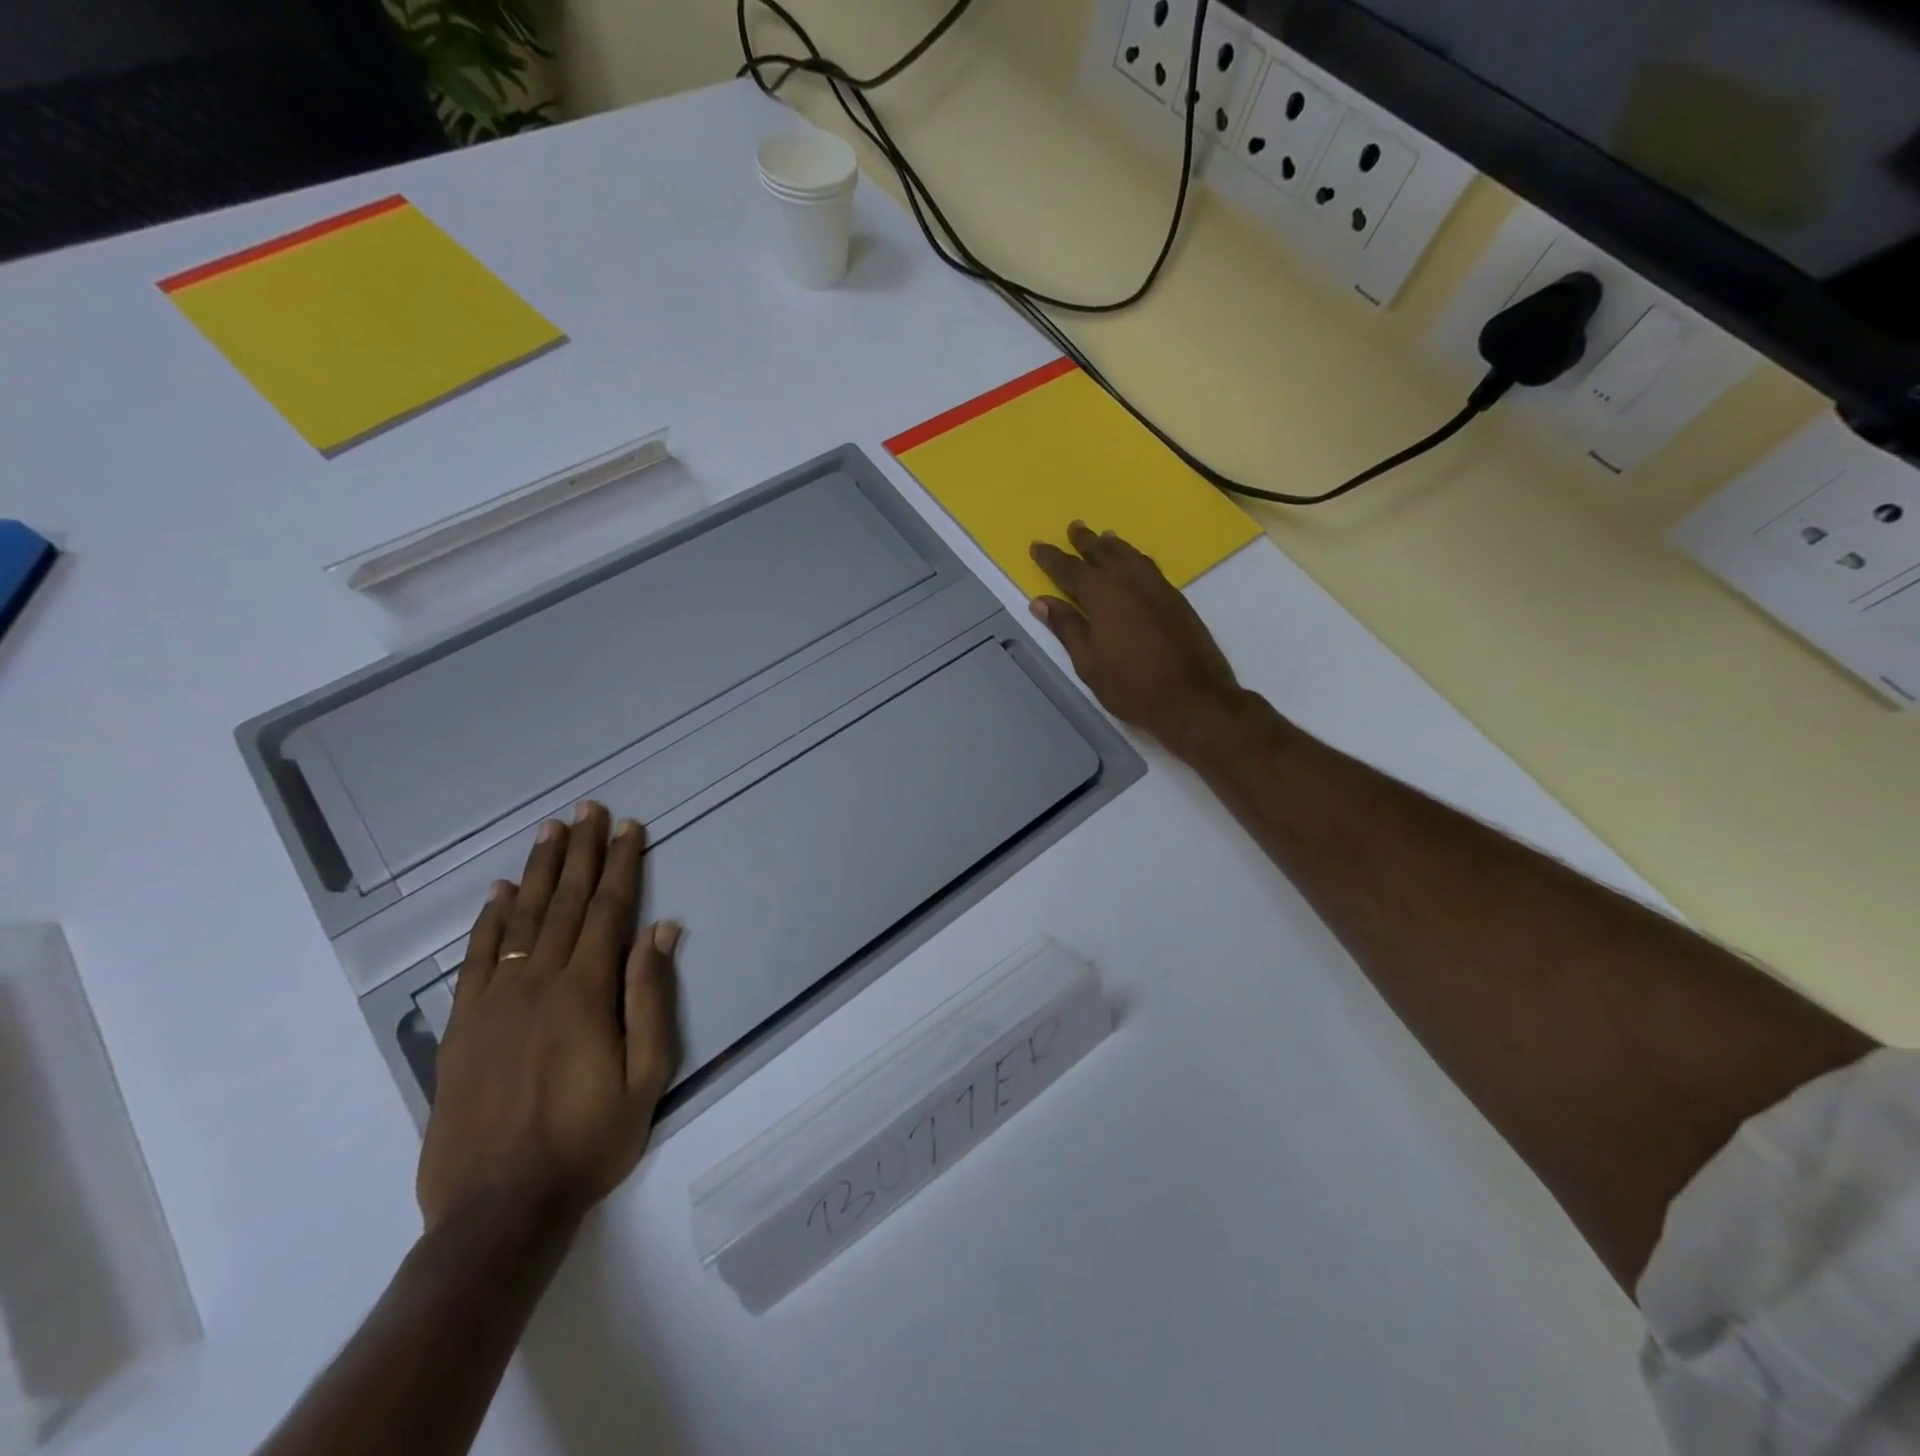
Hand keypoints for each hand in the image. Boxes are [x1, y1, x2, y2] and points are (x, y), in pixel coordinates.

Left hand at [417, 803, 681, 1234]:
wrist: (497, 1210)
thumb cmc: (588, 1142)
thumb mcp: (647, 1076)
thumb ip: (651, 998)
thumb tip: (662, 931)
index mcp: (586, 991)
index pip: (608, 910)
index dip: (622, 865)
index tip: (629, 828)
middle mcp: (538, 982)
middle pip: (564, 902)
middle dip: (581, 852)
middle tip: (588, 809)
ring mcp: (494, 1001)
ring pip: (520, 918)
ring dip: (539, 871)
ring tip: (550, 831)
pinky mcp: (463, 1025)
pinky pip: (477, 957)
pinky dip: (488, 919)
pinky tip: (499, 892)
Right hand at [1029, 522, 1243, 755]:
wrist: (1193, 698)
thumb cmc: (1131, 686)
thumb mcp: (1089, 663)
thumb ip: (1067, 628)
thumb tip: (1042, 602)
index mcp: (1104, 596)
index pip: (1071, 570)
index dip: (1052, 558)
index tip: (1037, 546)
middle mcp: (1131, 582)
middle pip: (1104, 554)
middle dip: (1086, 542)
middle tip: (1074, 527)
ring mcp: (1158, 589)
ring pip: (1132, 557)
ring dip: (1115, 546)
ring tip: (1106, 537)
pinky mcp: (1178, 601)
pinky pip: (1151, 568)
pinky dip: (1137, 559)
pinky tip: (1136, 564)